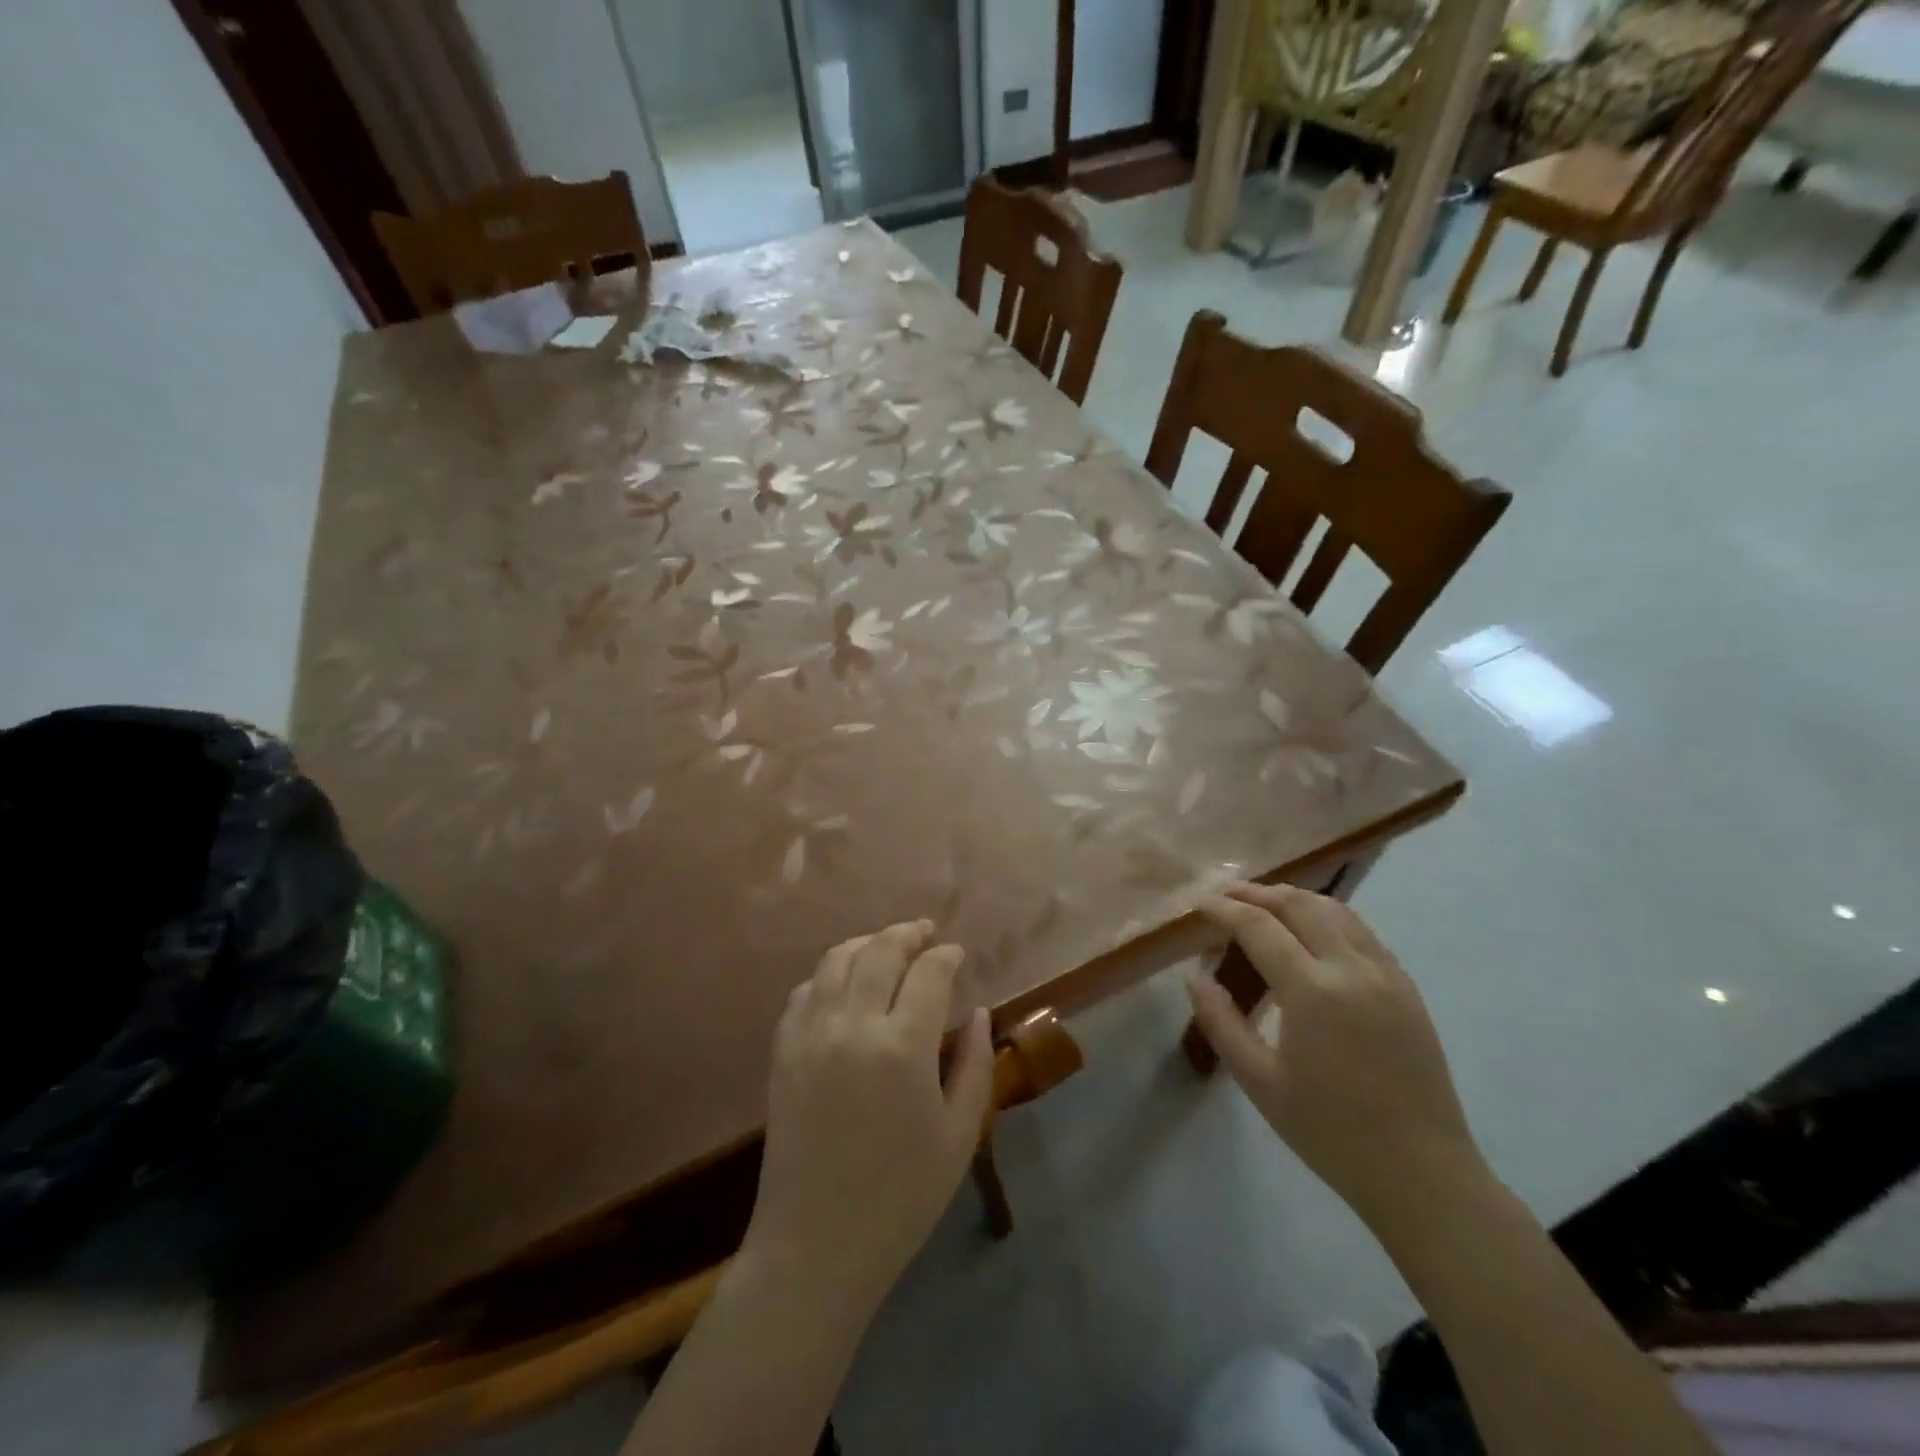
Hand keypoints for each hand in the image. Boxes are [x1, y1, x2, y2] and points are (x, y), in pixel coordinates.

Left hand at [744, 921, 994, 1311]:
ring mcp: (811, 1034)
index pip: (929, 973)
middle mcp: (853, 1025)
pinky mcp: (782, 1051)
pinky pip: (804, 991)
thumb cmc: (902, 1196)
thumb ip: (975, 1065)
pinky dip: (829, 975)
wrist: (816, 1245)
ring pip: (837, 960)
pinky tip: (844, 985)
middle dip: (907, 934)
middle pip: (880, 950)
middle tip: (925, 934)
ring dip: (867, 944)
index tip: (957, 955)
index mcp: (903, 1046)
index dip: (947, 956)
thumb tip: (979, 1012)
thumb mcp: (959, 1135)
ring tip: (887, 947)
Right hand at [1188, 883, 1486, 1228]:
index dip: (1223, 909)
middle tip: (1223, 896)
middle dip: (1255, 893)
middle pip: (1297, 904)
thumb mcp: (1259, 1082)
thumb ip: (1221, 1021)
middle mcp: (1351, 968)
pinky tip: (1310, 931)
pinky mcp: (1406, 986)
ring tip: (1262, 905)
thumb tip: (1194, 976)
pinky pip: (1360, 931)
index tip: (1198, 904)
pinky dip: (1326, 916)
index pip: (1258, 926)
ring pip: (1334, 909)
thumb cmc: (1330, 1132)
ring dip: (1292, 898)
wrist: (1422, 1174)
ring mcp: (1386, 973)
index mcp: (1312, 991)